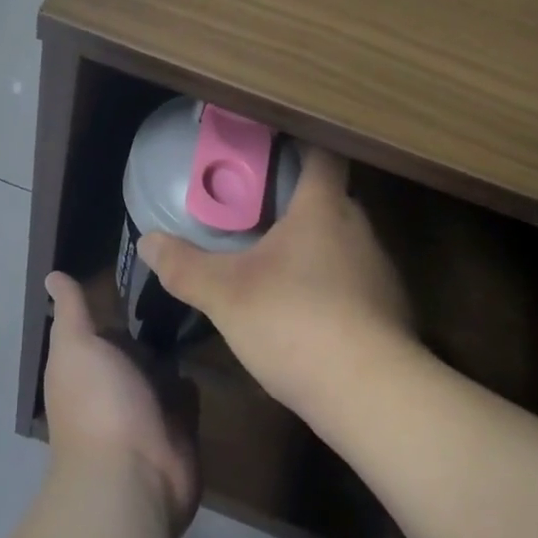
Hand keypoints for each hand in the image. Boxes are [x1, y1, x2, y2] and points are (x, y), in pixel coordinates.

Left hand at [42, 271, 200, 535]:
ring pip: (165, 364)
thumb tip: (52, 274)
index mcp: (88, 363)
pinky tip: (215, 346)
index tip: (149, 255)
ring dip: (178, 344)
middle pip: (138, 342)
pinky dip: (195, 374)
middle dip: (156, 317)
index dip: (120, 294)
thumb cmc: (99, 402)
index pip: (104, 321)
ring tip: (207, 298)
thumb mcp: (77, 347)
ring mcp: (148, 406)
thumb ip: (72, 311)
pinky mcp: (179, 424)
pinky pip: (189, 390)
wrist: (134, 476)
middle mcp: (115, 382)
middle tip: (188, 272)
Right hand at [136, 148, 415, 420]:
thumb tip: (148, 241)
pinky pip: (354, 280)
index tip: (271, 145)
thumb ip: (184, 266)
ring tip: (276, 259)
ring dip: (314, 245)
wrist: (371, 395)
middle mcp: (360, 228)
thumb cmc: (295, 320)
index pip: (322, 153)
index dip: (300, 142)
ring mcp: (380, 270)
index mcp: (324, 207)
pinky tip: (306, 310)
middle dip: (297, 199)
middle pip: (330, 197)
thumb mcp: (225, 294)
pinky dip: (331, 284)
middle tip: (257, 208)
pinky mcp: (390, 309)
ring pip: (342, 241)